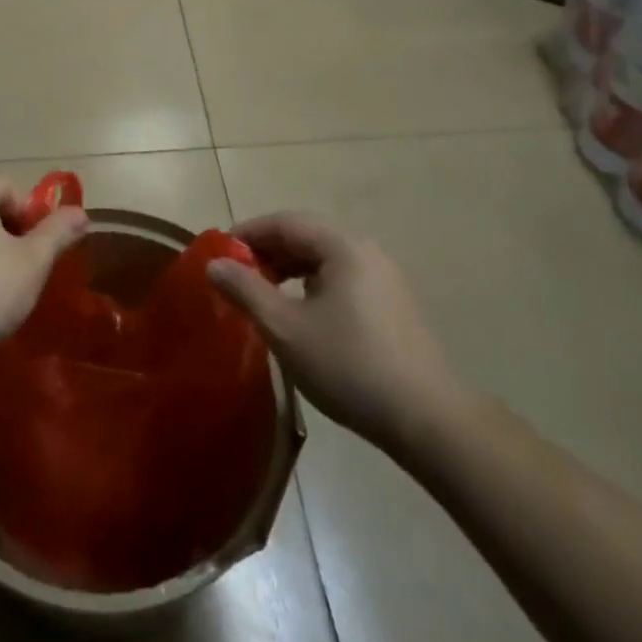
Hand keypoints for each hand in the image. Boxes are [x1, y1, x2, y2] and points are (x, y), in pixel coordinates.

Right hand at [207, 213, 474, 464]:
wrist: (427, 420)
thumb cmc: (349, 365)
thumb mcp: (286, 328)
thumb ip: (246, 290)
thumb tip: (214, 264)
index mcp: (343, 246)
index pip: (285, 222)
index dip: (247, 233)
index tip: (219, 255)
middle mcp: (366, 251)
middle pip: (306, 236)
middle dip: (267, 251)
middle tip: (236, 277)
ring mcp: (384, 278)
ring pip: (324, 259)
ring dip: (288, 269)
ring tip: (262, 296)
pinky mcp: (392, 305)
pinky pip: (341, 278)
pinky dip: (311, 285)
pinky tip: (300, 315)